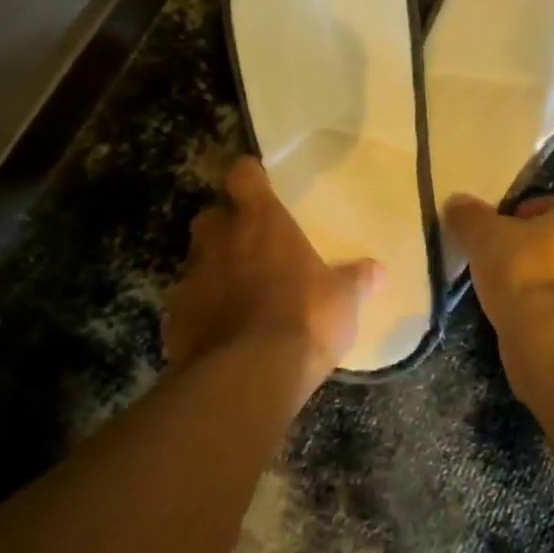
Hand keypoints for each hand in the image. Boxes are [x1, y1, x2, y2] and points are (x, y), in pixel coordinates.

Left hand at [165, 156, 380, 384]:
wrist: (248, 376)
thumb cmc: (304, 320)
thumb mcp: (343, 300)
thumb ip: (356, 279)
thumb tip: (378, 269)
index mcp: (261, 222)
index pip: (243, 176)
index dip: (250, 177)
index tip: (259, 183)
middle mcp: (220, 240)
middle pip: (213, 214)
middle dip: (227, 223)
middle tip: (251, 241)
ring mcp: (192, 277)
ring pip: (197, 258)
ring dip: (214, 266)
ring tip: (238, 289)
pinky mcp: (175, 316)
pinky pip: (188, 301)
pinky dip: (203, 308)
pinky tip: (223, 327)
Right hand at [441, 191, 553, 326]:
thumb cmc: (525, 271)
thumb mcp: (485, 236)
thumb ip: (470, 216)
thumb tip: (457, 203)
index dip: (530, 213)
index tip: (504, 229)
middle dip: (538, 249)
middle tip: (503, 260)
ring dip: (545, 282)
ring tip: (509, 294)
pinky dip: (551, 313)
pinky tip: (525, 321)